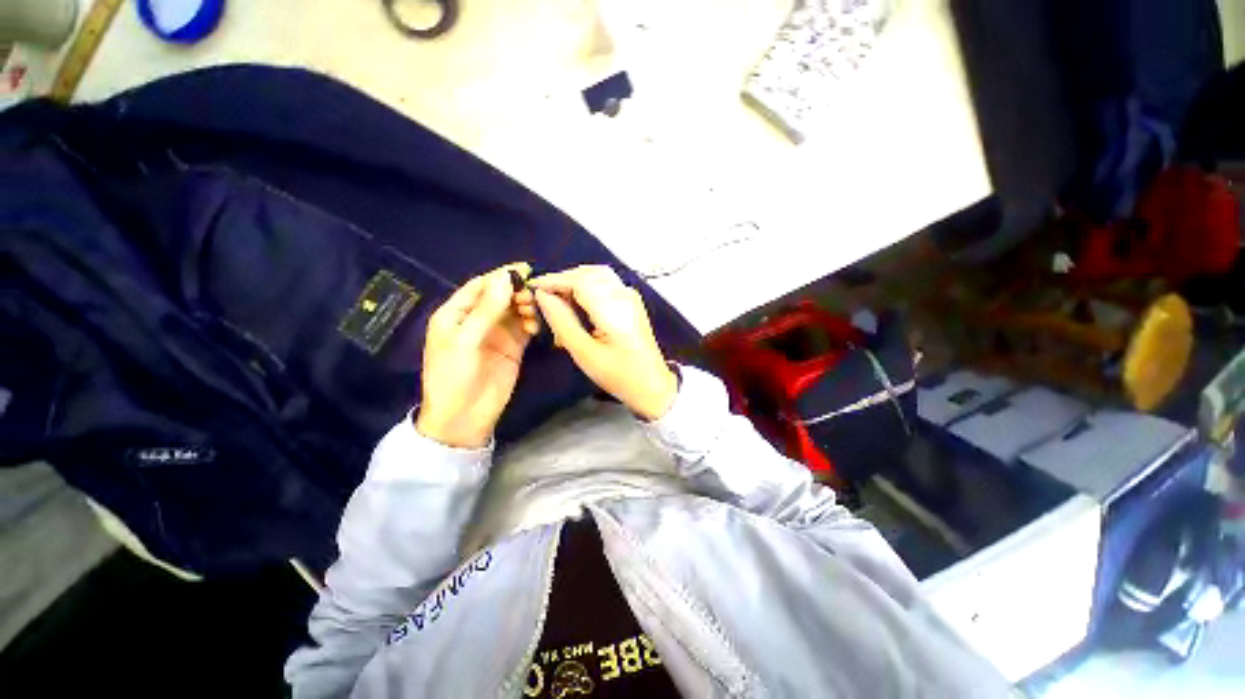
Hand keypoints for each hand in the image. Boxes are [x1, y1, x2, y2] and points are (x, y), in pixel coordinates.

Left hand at [415, 264, 538, 447]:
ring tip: (532, 314)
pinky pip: (524, 328)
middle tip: (531, 296)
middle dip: (516, 292)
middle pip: (500, 296)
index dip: (500, 276)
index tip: (524, 269)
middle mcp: (477, 320)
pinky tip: (535, 328)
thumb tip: (506, 278)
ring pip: (515, 311)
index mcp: (456, 314)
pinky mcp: (512, 348)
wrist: (463, 417)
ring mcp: (496, 334)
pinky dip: (532, 323)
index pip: (480, 286)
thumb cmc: (454, 376)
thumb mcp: (465, 341)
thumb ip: (486, 310)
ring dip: (526, 307)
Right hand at [530, 265, 677, 420]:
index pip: (578, 280)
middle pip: (588, 272)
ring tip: (558, 303)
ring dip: (575, 282)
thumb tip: (543, 296)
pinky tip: (577, 306)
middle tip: (544, 297)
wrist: (652, 385)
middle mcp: (624, 294)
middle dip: (563, 280)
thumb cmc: (618, 374)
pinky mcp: (631, 302)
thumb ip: (562, 321)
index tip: (531, 288)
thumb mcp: (584, 353)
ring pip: (597, 275)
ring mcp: (630, 296)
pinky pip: (605, 284)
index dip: (553, 280)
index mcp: (613, 307)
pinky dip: (587, 288)